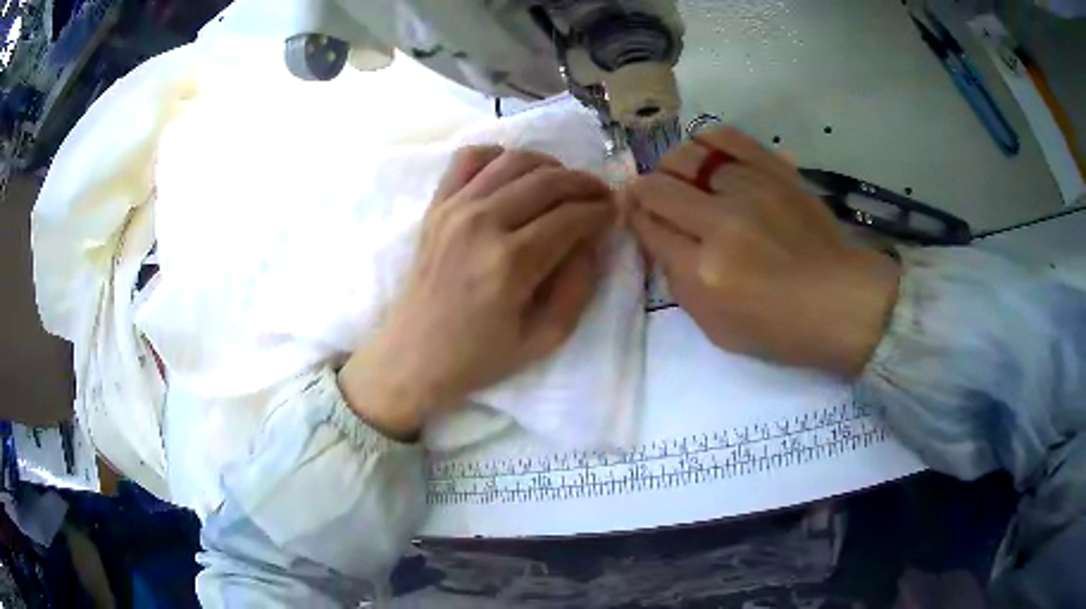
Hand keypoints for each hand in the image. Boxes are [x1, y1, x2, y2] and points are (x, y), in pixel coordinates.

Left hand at [340, 146, 615, 438]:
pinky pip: (469, 158)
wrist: (414, 354)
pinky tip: (513, 173)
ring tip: (563, 183)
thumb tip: (593, 240)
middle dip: (584, 183)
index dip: (601, 210)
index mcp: (512, 263)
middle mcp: (483, 223)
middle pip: (548, 181)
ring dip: (550, 165)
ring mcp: (454, 208)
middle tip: (599, 195)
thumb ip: (579, 287)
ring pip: (515, 161)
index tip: (613, 213)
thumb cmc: (479, 355)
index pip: (571, 216)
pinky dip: (497, 155)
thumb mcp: (545, 338)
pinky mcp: (436, 205)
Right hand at [624, 128, 899, 377]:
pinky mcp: (775, 170)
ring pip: (686, 155)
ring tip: (685, 180)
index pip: (648, 227)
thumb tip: (659, 236)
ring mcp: (751, 189)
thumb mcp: (717, 328)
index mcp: (705, 272)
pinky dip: (706, 142)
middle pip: (658, 186)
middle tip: (658, 200)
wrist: (843, 301)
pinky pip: (725, 136)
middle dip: (647, 191)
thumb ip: (679, 282)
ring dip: (674, 168)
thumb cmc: (781, 328)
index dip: (636, 219)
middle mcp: (722, 222)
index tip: (639, 217)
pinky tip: (708, 158)